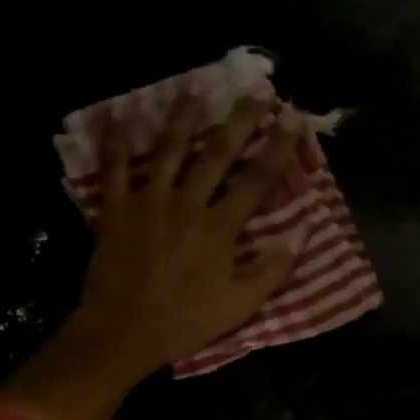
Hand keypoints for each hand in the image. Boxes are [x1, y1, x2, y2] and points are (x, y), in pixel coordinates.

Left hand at [0, 90, 303, 419]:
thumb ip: (272, 268)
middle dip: (240, 120)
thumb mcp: (239, 305)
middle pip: (217, 152)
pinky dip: (117, 140)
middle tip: (256, 91)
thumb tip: (304, 231)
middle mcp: (187, 203)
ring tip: (196, 87)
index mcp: (219, 227)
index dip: (278, 147)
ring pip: (169, 148)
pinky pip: (115, 167)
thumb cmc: (185, 322)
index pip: (256, 179)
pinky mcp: (116, 209)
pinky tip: (122, 114)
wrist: (122, 332)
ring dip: (184, 115)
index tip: (293, 118)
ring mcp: (149, 201)